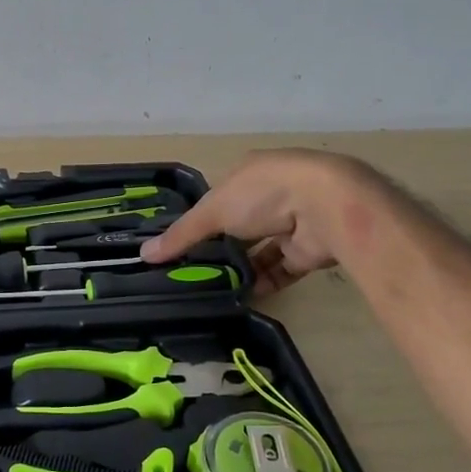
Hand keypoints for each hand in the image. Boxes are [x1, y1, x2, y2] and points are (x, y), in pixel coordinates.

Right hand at [142, 150, 360, 296]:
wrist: (326, 208)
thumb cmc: (263, 194)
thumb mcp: (213, 210)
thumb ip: (182, 234)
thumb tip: (144, 254)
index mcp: (249, 174)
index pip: (219, 196)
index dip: (201, 218)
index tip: (181, 243)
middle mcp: (272, 195)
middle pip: (241, 223)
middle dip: (221, 245)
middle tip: (194, 270)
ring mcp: (293, 222)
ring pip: (261, 248)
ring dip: (242, 266)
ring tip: (214, 287)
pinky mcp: (308, 250)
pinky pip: (281, 269)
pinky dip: (264, 282)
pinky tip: (242, 297)